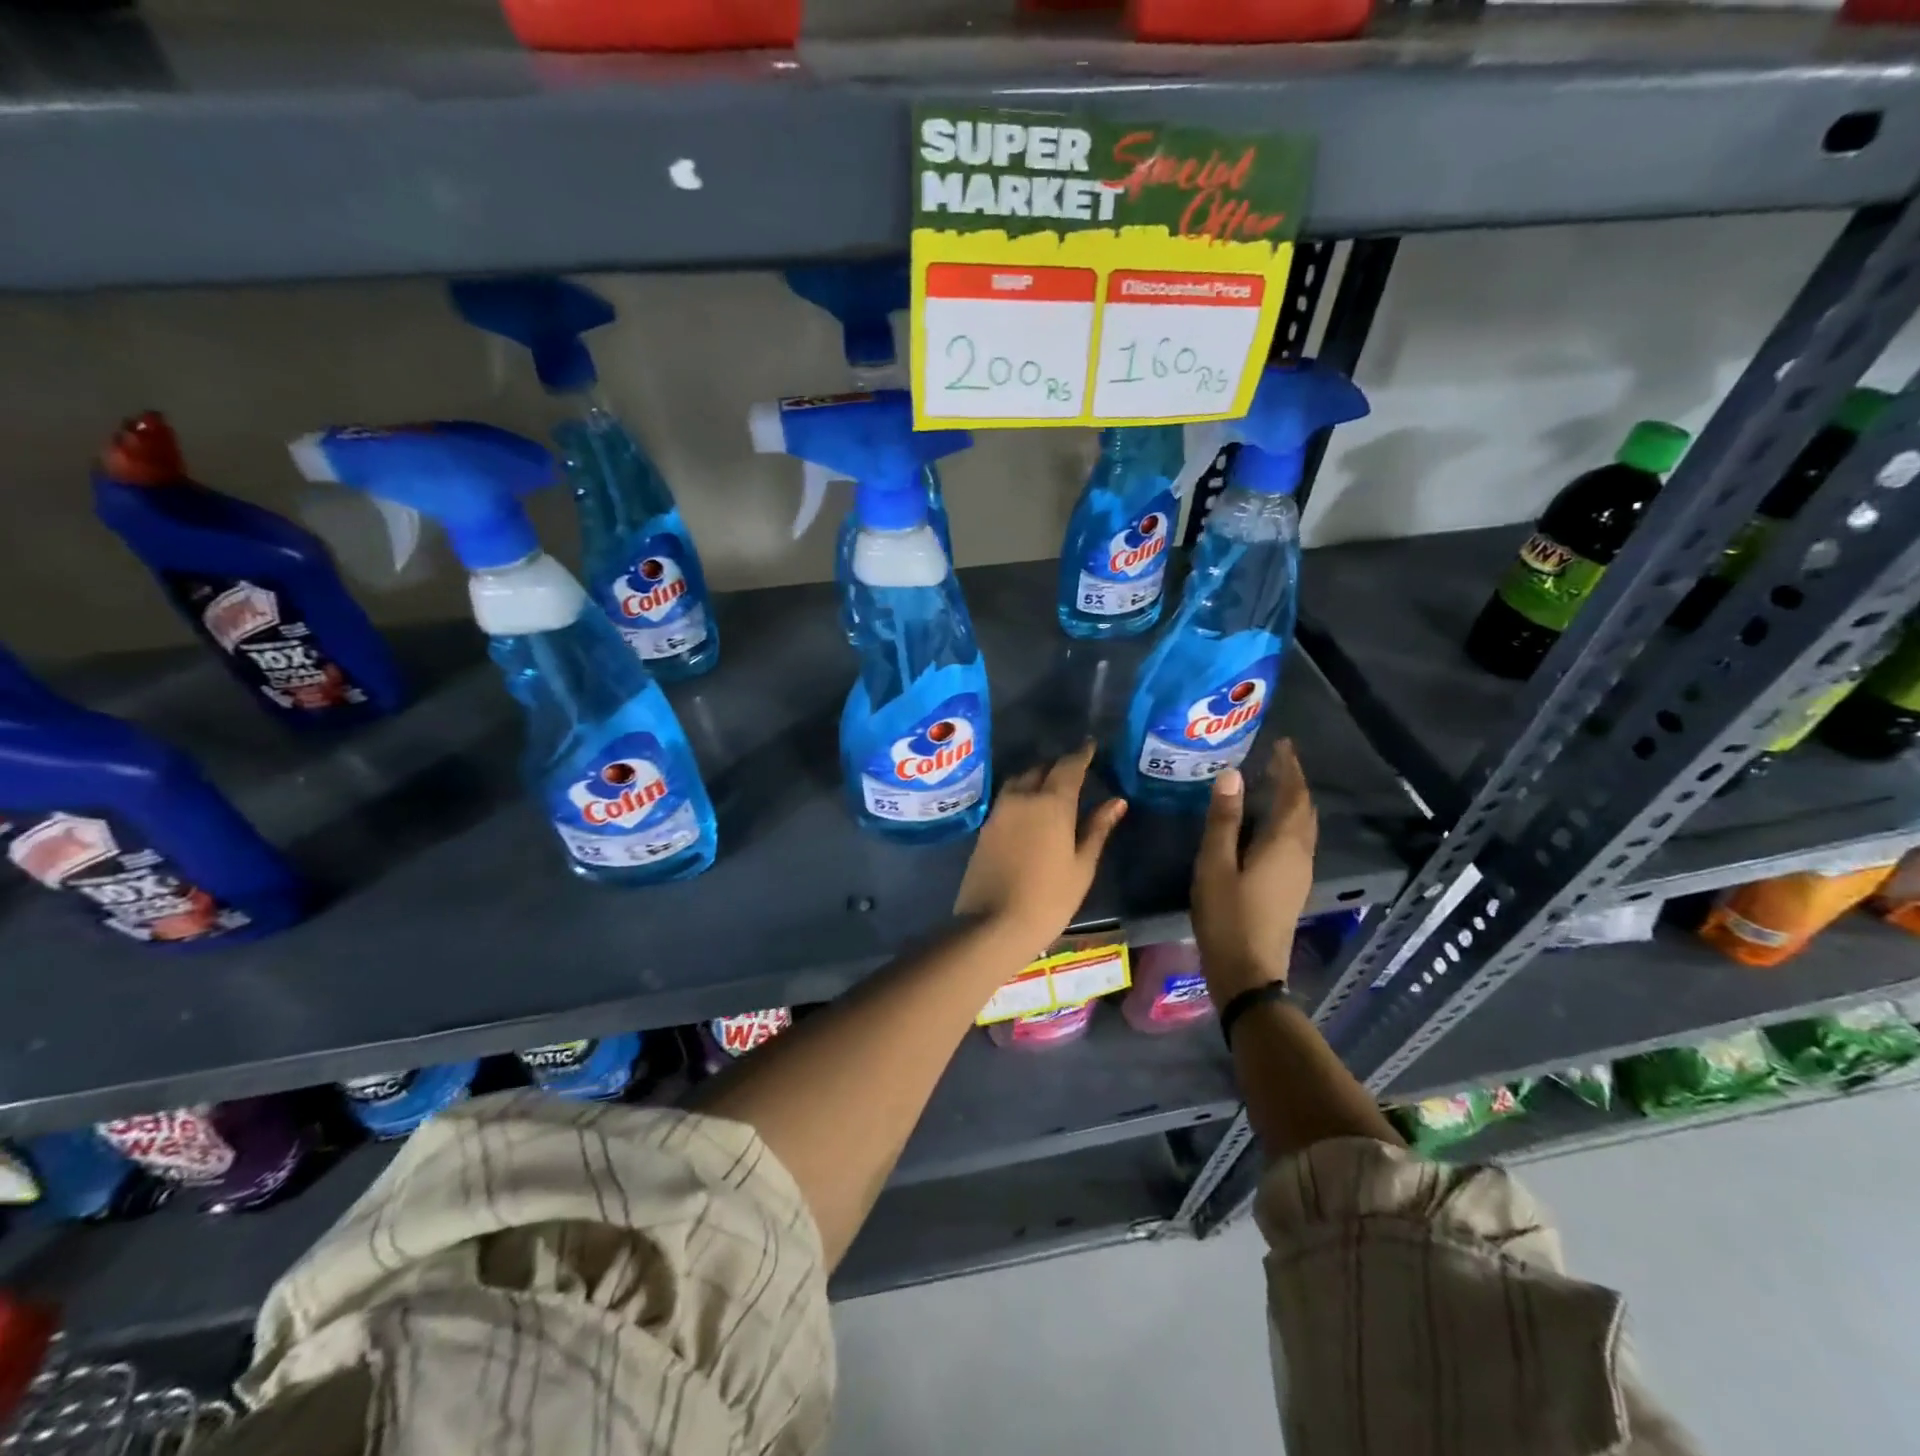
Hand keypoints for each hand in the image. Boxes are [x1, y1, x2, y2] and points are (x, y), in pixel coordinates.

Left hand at [954, 743, 1126, 960]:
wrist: (993, 924)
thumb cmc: (1049, 898)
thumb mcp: (1081, 865)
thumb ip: (1097, 828)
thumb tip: (1116, 801)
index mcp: (1051, 803)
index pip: (1069, 766)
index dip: (1082, 754)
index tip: (1091, 745)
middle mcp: (1022, 797)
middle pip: (1042, 769)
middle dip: (1059, 765)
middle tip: (1076, 769)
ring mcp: (999, 811)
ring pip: (1020, 780)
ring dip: (1037, 777)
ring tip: (1052, 786)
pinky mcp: (986, 826)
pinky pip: (1007, 798)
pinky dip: (1022, 794)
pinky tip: (1031, 808)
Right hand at [1191, 741, 1317, 1005]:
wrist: (1248, 972)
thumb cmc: (1227, 916)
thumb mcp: (1215, 865)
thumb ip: (1222, 821)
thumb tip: (1231, 775)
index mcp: (1283, 845)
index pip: (1293, 796)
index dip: (1289, 769)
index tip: (1282, 744)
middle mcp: (1300, 855)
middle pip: (1304, 811)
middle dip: (1293, 783)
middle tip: (1275, 760)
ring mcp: (1299, 875)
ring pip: (1304, 828)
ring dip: (1292, 803)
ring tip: (1271, 785)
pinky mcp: (1291, 889)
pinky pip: (1297, 843)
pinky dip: (1287, 823)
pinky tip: (1266, 826)